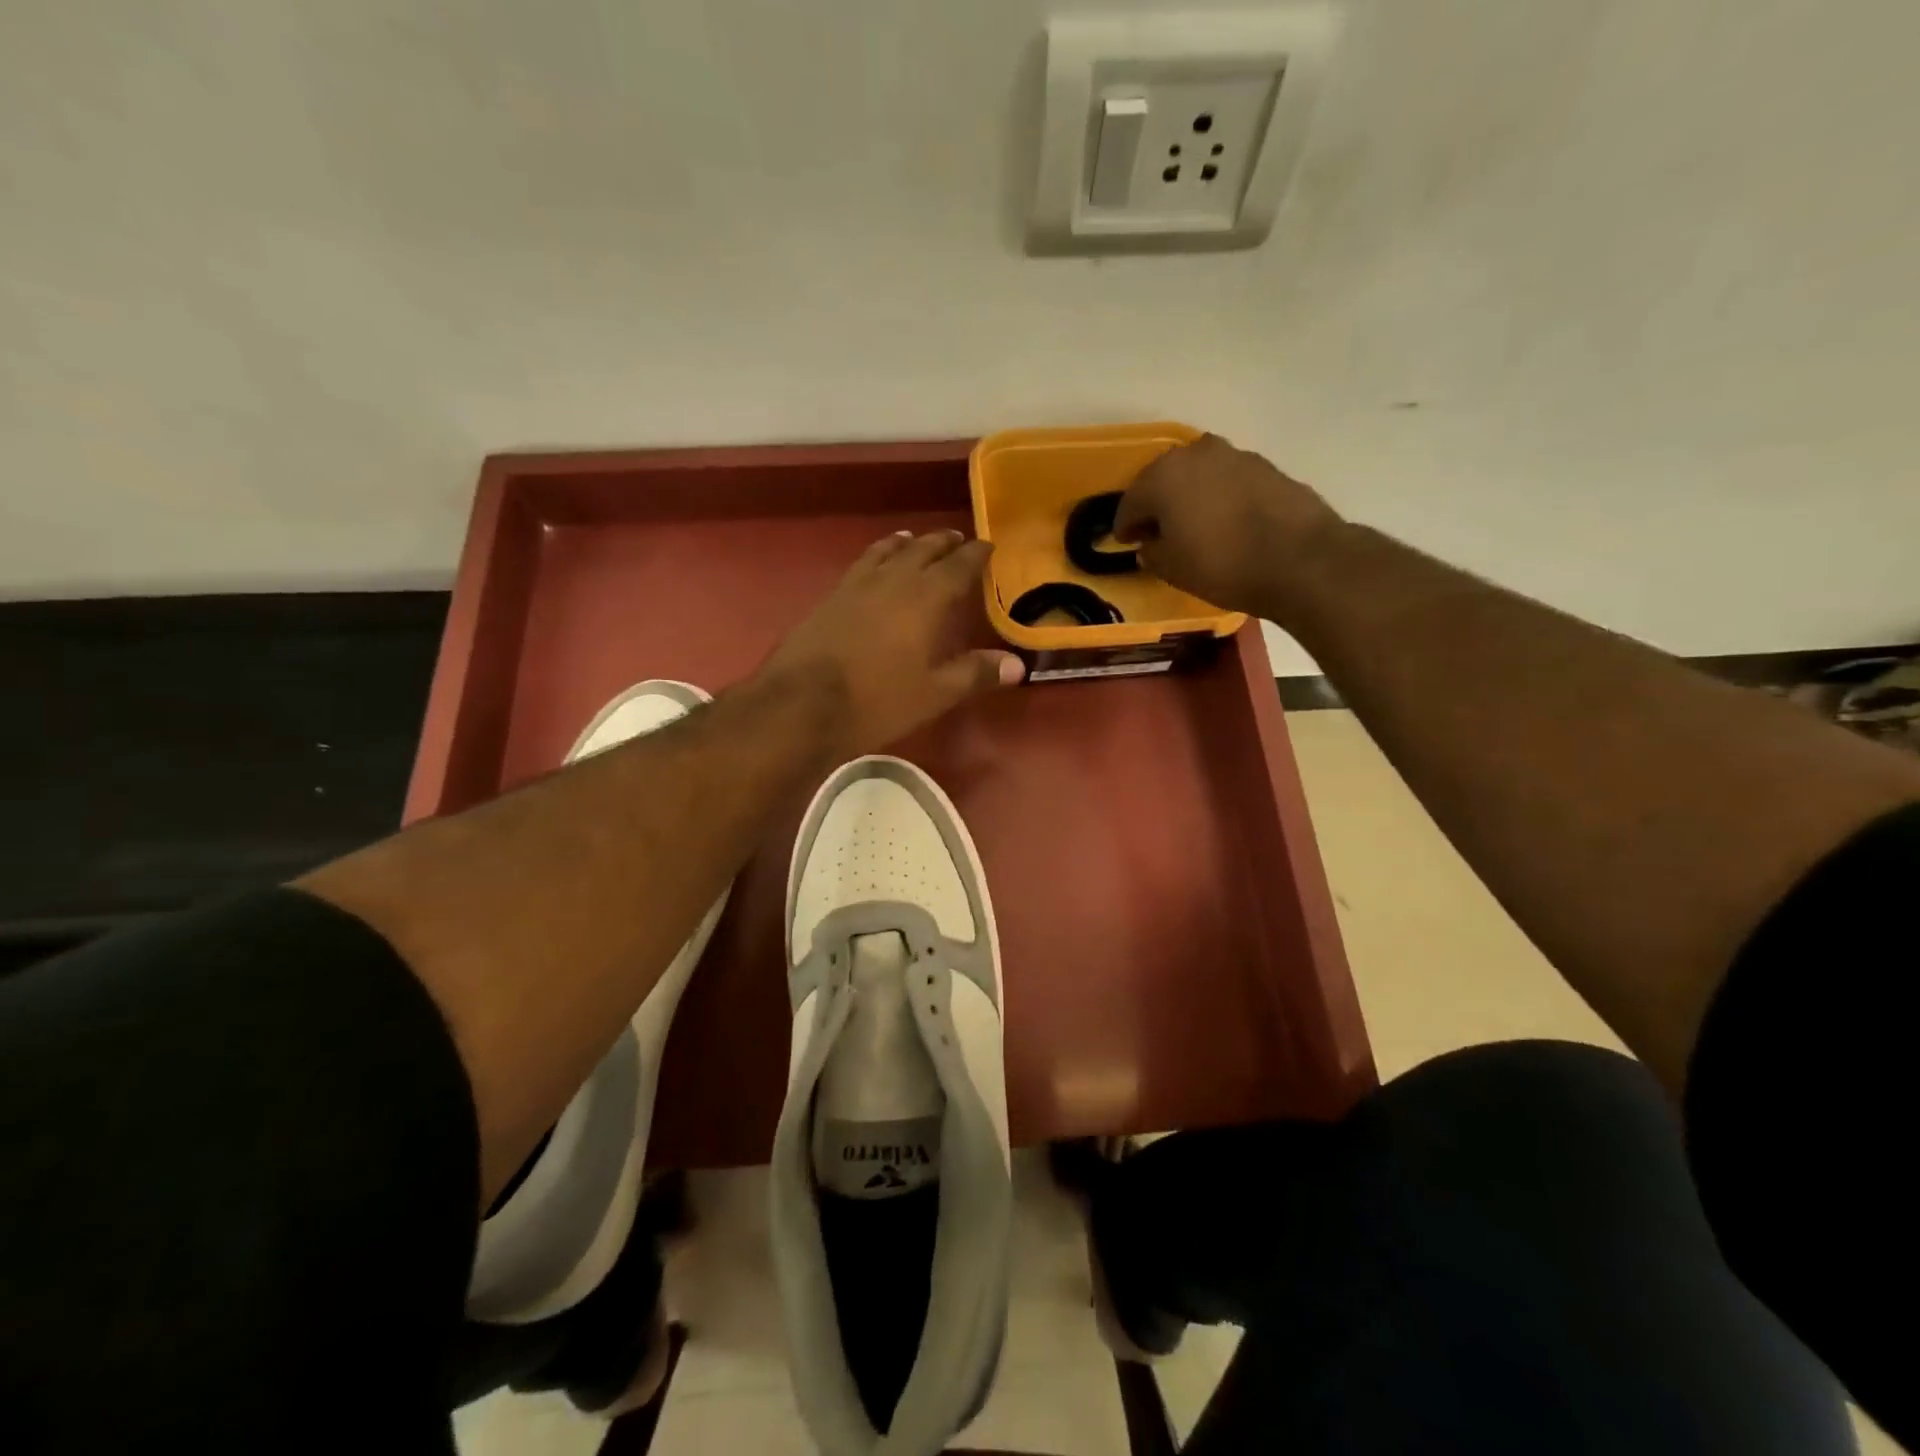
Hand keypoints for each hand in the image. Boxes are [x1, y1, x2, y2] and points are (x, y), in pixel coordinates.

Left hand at [758, 529, 1023, 754]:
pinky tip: (873, 567)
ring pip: (887, 551)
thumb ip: (975, 674)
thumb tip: (1018, 665)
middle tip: (957, 539)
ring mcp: (857, 585)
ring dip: (906, 543)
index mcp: (926, 598)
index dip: (976, 555)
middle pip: (923, 550)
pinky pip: (861, 564)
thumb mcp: (934, 693)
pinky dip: (876, 556)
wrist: (803, 704)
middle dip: (943, 543)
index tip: (989, 546)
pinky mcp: (830, 597)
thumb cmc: (878, 700)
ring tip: (914, 539)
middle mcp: (893, 580)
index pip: (958, 566)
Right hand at [1113, 434, 1345, 618]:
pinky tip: (1224, 521)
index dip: (1125, 526)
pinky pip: (1227, 481)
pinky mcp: (1266, 466)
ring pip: (1198, 476)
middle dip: (1156, 504)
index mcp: (1163, 476)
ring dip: (1189, 496)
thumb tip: (1150, 545)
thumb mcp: (1172, 569)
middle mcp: (1195, 454)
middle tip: (1156, 531)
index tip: (1126, 542)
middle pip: (1163, 479)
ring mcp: (1234, 455)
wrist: (1300, 559)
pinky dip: (1219, 497)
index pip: (1130, 502)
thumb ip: (1152, 553)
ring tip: (1192, 525)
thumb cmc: (1222, 564)